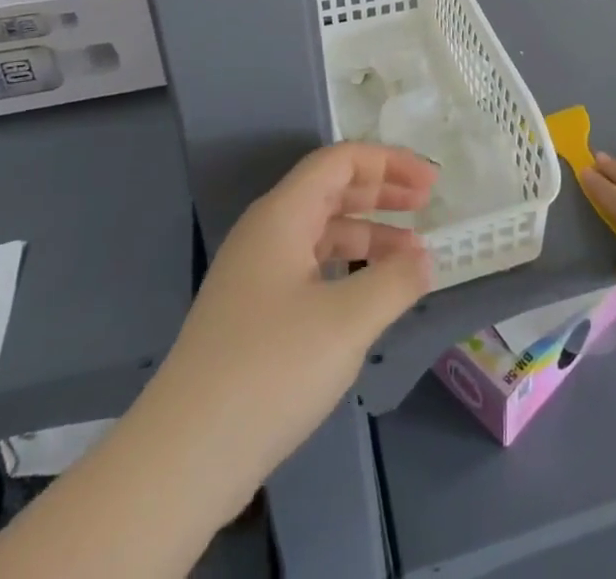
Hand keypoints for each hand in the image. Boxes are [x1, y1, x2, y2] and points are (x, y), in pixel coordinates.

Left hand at [154, 143, 435, 507]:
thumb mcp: (347, 321)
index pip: (340, 161)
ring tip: (413, 258)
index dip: (389, 163)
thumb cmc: (271, 369)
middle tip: (427, 205)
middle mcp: (266, 232)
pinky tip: (371, 297)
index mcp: (282, 215)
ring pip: (322, 233)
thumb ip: (395, 281)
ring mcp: (256, 274)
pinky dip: (348, 270)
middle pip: (331, 191)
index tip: (431, 182)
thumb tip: (425, 258)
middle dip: (382, 192)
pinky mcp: (253, 314)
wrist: (184, 455)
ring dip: (369, 236)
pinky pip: (311, 269)